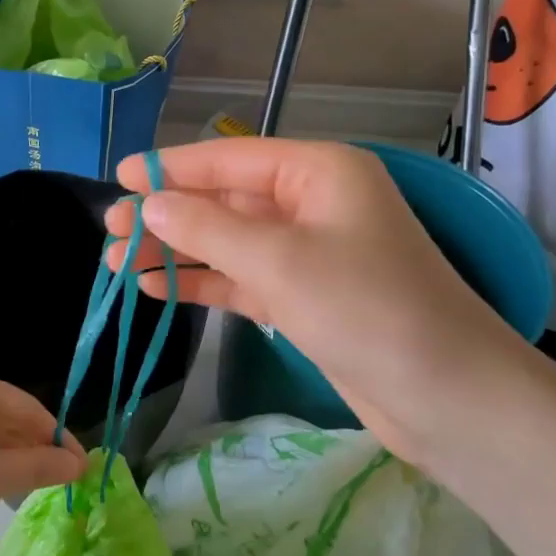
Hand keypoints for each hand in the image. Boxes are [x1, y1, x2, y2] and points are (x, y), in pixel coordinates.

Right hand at [106, 138, 529, 463]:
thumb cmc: (366, 309)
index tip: (120, 175)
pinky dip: (201, 282)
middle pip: (224, 199)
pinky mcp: (303, 298)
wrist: (446, 397)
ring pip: (227, 242)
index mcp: (318, 173)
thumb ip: (208, 227)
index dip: (171, 167)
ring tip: (114, 262)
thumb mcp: (279, 261)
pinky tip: (156, 288)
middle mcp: (312, 204)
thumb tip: (149, 204)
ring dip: (175, 251)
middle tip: (109, 229)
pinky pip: (240, 279)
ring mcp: (308, 254)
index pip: (230, 157)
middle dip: (167, 214)